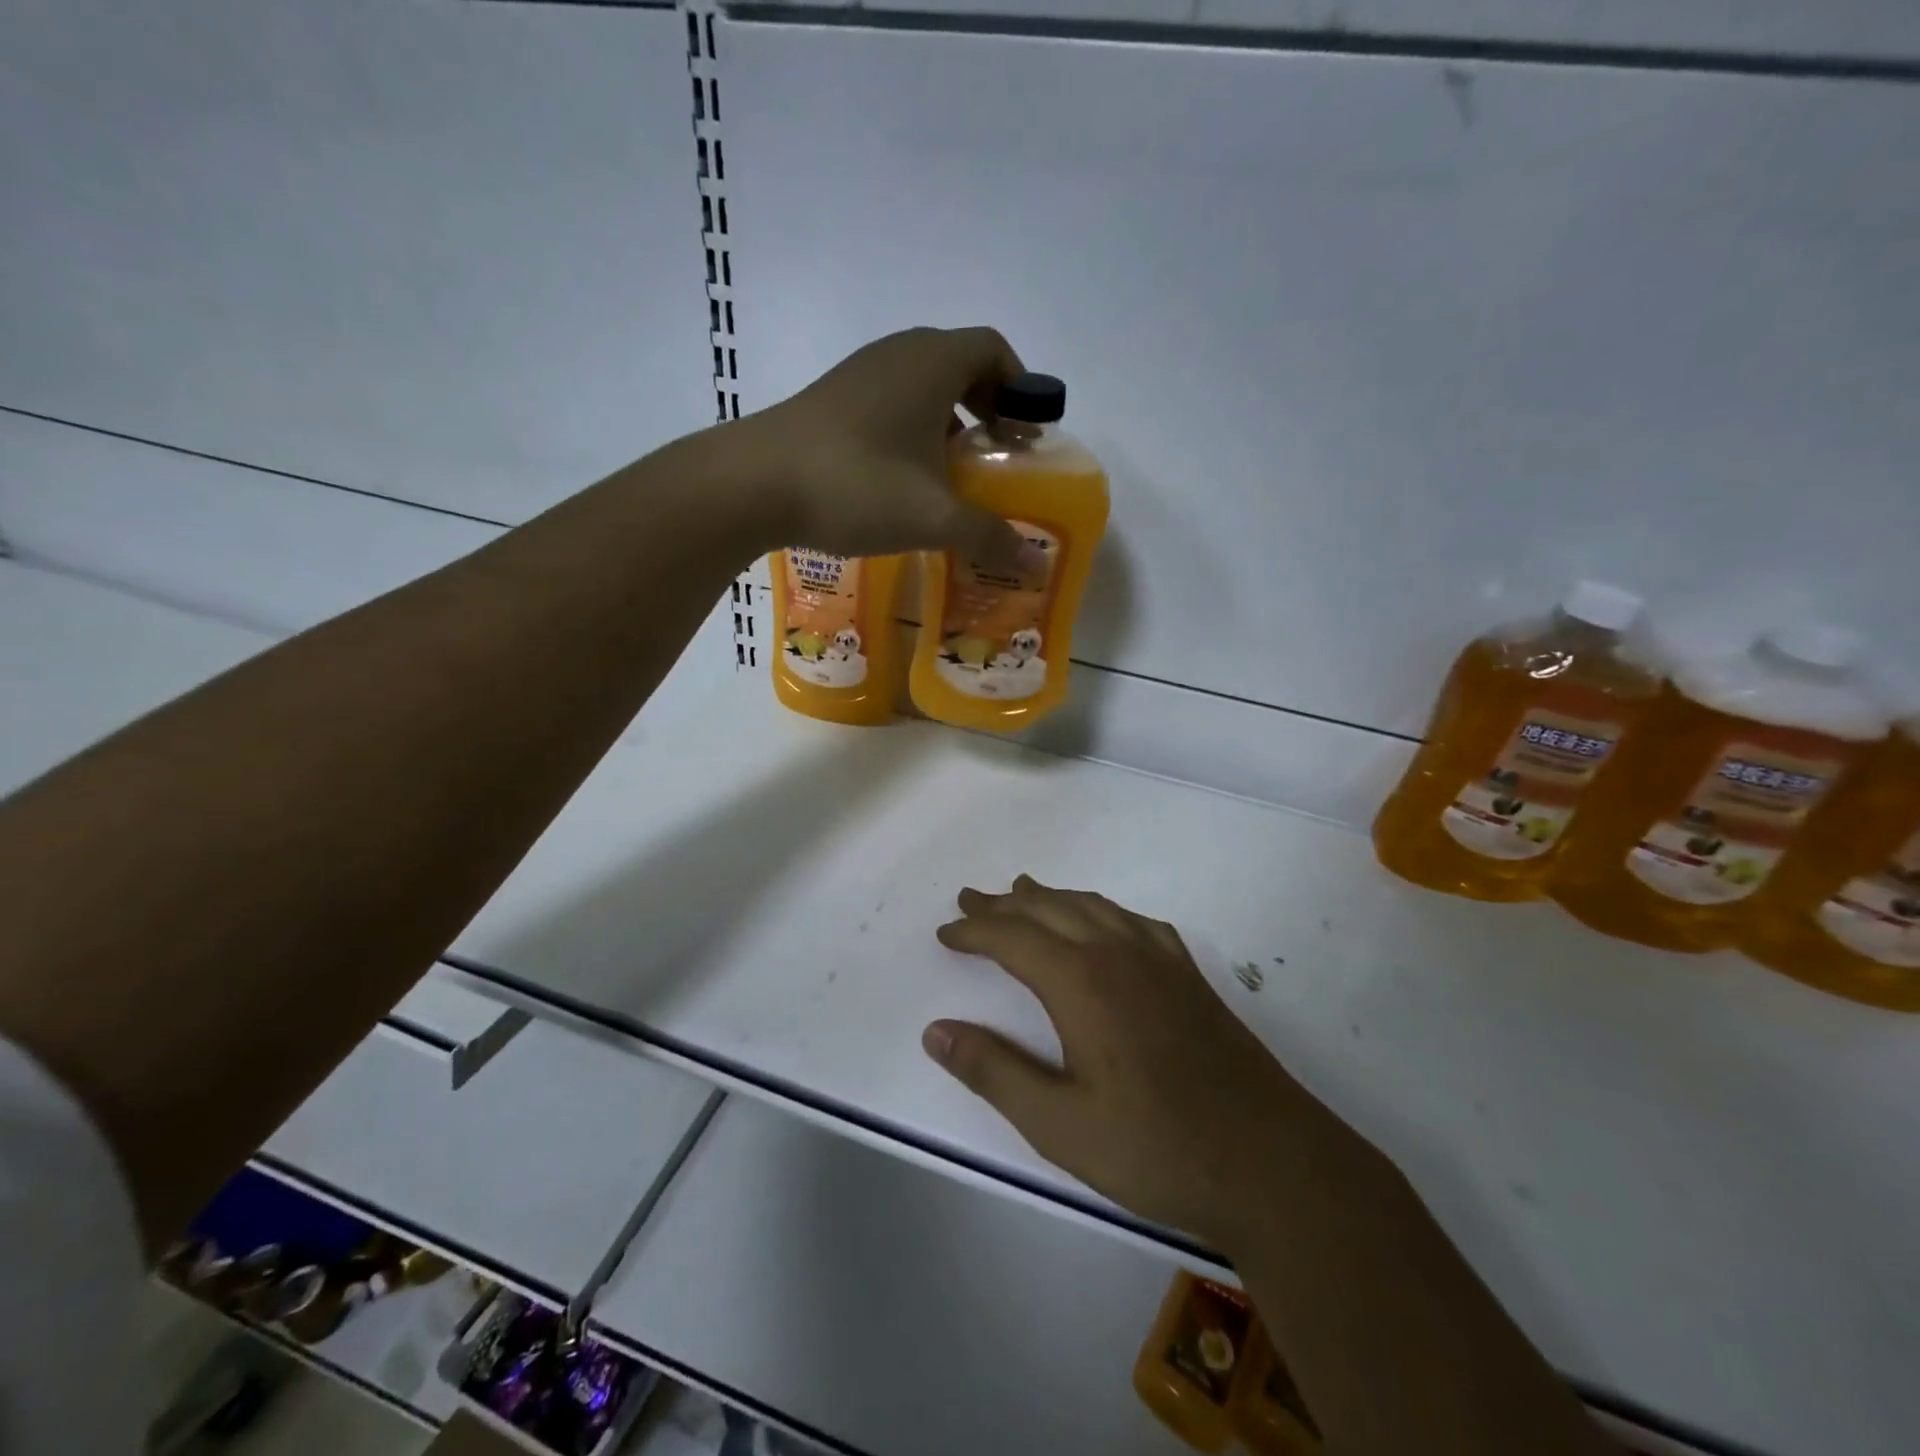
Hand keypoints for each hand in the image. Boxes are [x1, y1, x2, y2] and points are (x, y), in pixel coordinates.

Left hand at [739, 326, 1025, 563]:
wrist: (753, 483)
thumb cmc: (857, 486)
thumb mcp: (933, 517)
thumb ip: (989, 535)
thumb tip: (1036, 563)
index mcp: (932, 362)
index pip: (993, 349)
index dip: (1021, 386)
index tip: (1028, 433)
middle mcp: (898, 354)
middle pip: (960, 364)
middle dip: (989, 407)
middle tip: (1000, 456)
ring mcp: (860, 374)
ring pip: (922, 385)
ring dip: (950, 422)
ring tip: (958, 473)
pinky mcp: (833, 400)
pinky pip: (891, 402)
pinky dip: (914, 430)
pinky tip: (909, 478)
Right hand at [925, 875, 1373, 1245]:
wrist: (1268, 1162)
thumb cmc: (1154, 1147)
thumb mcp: (1058, 1124)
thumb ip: (994, 1072)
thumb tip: (935, 1031)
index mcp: (1080, 982)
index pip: (1012, 938)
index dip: (974, 931)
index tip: (945, 932)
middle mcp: (1117, 954)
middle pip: (1049, 910)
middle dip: (1004, 904)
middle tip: (971, 897)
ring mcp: (1159, 960)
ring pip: (1093, 907)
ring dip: (1052, 898)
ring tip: (1025, 891)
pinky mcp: (1189, 976)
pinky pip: (1135, 921)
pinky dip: (1103, 910)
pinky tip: (1105, 921)